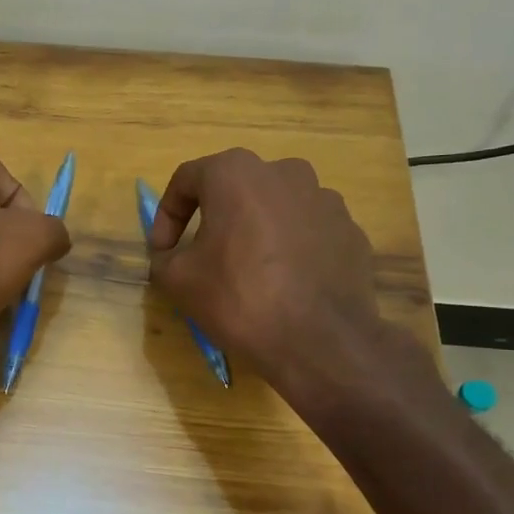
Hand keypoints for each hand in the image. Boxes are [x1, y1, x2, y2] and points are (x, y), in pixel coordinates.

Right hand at [148, 148, 389, 391]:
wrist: (319, 340)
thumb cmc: (238, 297)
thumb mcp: (177, 279)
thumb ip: (164, 257)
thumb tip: (171, 255)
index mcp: (236, 173)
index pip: (187, 179)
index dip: (167, 215)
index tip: (162, 250)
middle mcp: (285, 173)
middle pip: (235, 189)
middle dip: (214, 218)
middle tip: (202, 255)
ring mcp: (325, 200)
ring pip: (275, 208)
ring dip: (254, 230)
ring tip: (247, 270)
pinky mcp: (350, 231)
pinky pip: (307, 232)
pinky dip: (289, 248)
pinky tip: (283, 283)